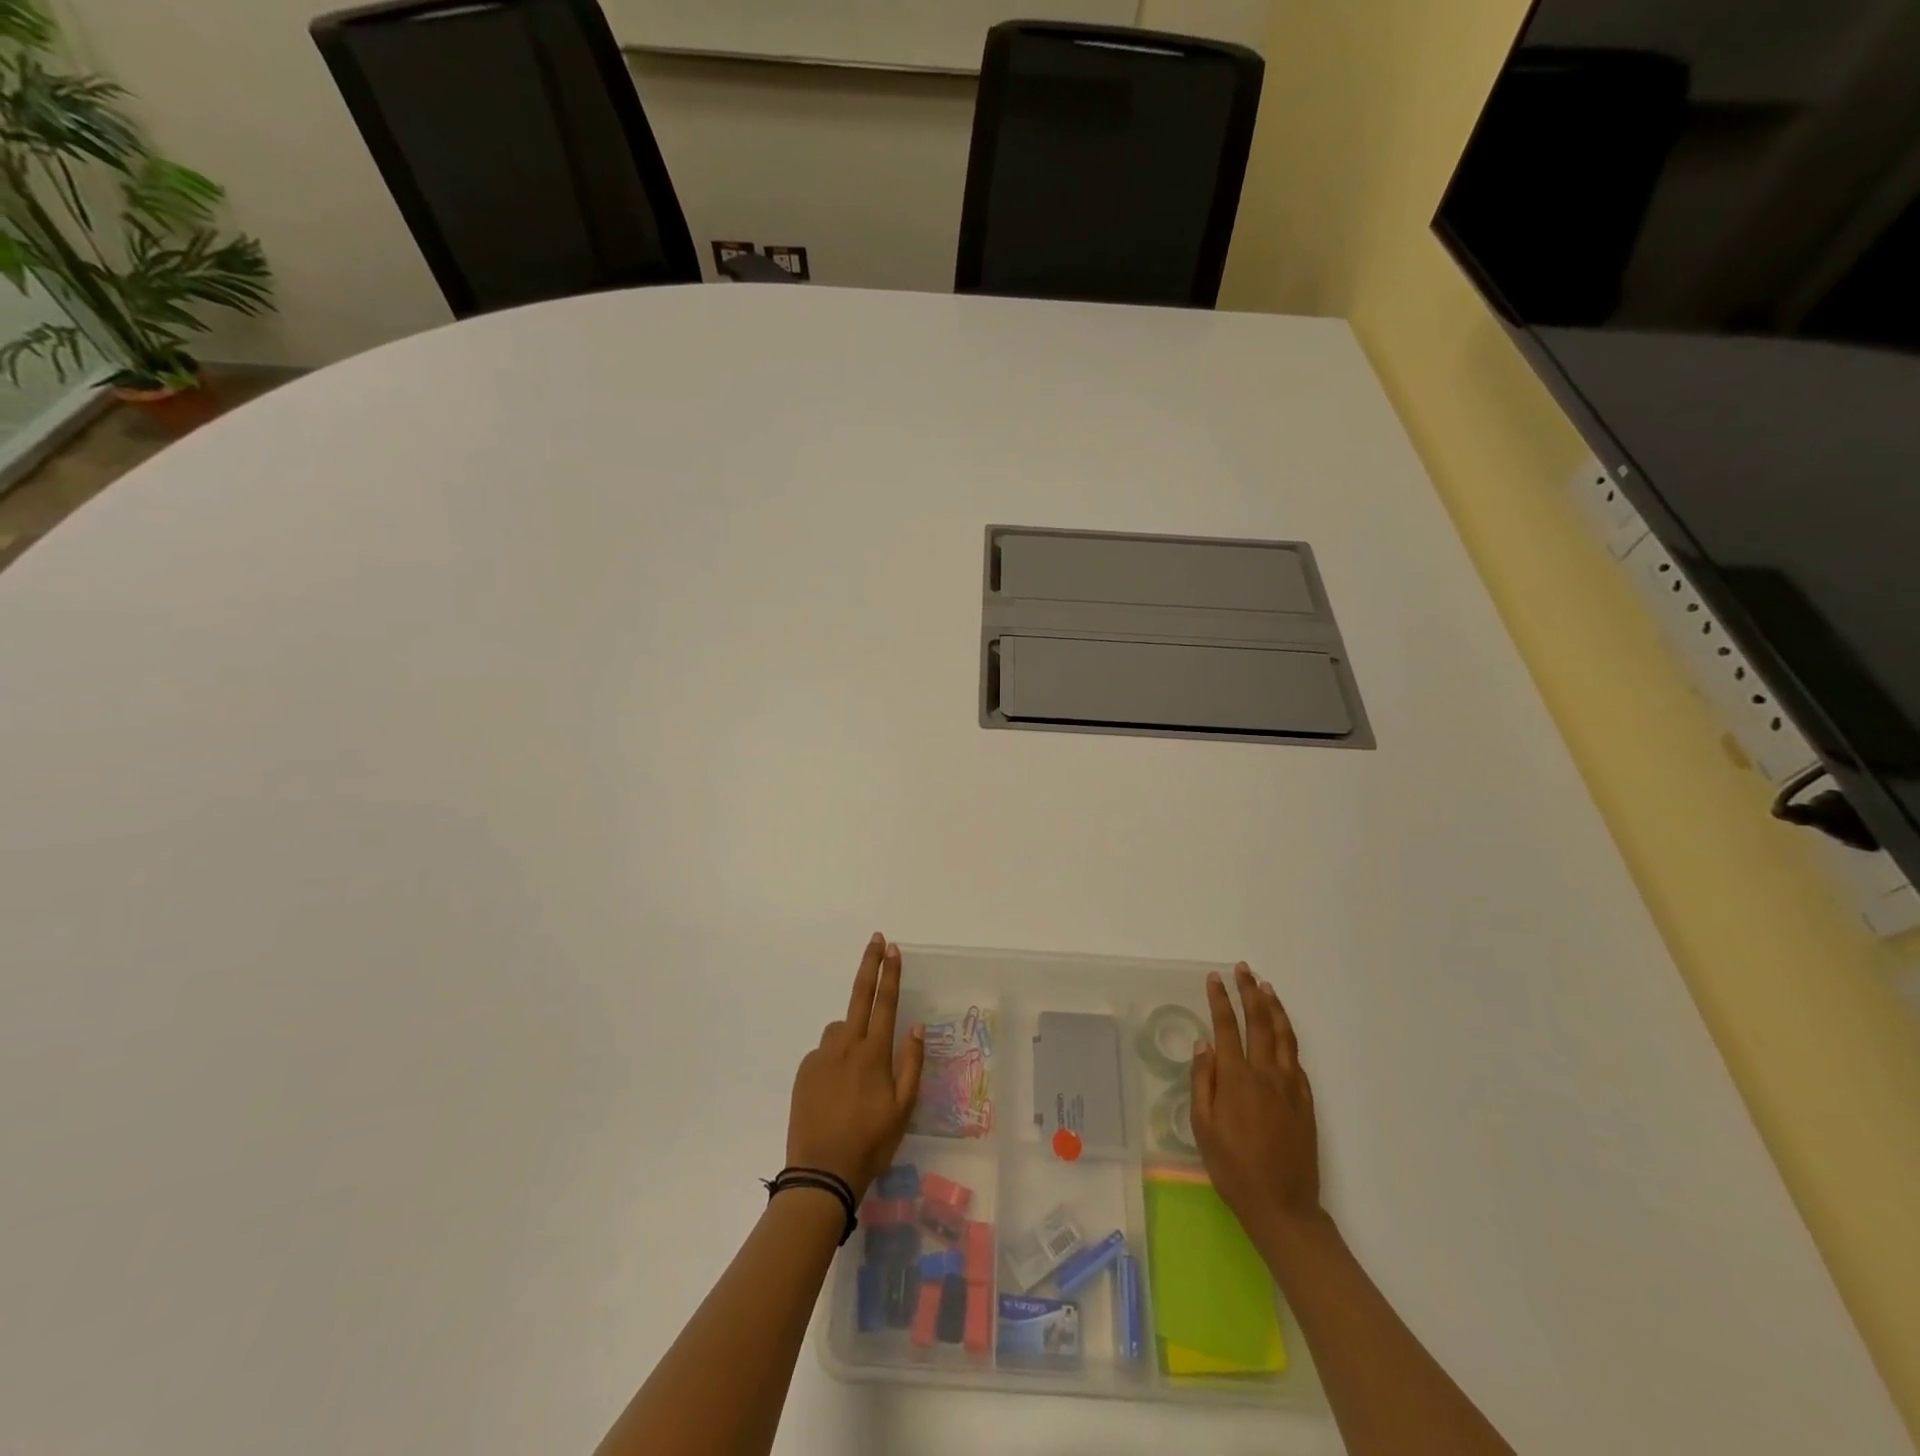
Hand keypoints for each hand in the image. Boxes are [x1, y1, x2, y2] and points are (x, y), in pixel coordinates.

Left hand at [786, 934, 925, 1200]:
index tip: (893, 948)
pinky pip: (824, 1052)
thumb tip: (915, 1028)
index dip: (890, 974)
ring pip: (840, 1029)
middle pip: (859, 996)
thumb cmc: (871, 1142)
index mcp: (873, 1054)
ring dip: (852, 1032)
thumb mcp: (903, 1109)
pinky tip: (838, 1088)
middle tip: (876, 940)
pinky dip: (834, 1057)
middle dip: (869, 965)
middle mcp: (846, 1046)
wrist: (821, 1173)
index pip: (885, 1003)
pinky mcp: (804, 1070)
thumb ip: (911, 1064)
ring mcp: (821, 1056)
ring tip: (858, 1070)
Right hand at [1191, 963, 1323, 1240]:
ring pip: (1284, 1036)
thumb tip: (1204, 1044)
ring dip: (1274, 1008)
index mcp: (1236, 1079)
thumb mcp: (1203, 1127)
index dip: (1220, 1000)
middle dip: (1249, 992)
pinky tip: (1283, 1033)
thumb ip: (1203, 1082)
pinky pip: (1297, 1061)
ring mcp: (1290, 1087)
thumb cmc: (1233, 1168)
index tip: (1214, 978)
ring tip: (1266, 988)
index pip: (1226, 1027)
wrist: (1282, 1206)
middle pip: (1259, 1022)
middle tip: (1243, 969)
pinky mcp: (1306, 1102)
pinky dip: (1289, 1039)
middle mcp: (1266, 1074)